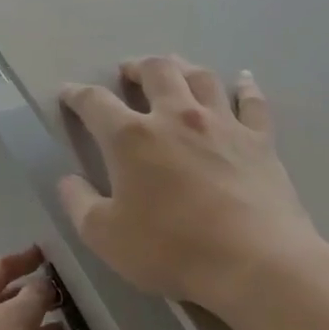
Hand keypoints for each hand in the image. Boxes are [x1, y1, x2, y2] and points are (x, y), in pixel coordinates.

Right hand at [58, 56, 323, 307]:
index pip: (95, 103)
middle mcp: (176, 117)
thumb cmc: (171, 249)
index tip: (69, 93)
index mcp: (131, 138)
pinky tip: (243, 80)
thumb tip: (68, 180)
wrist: (255, 263)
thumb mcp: (104, 235)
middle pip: (156, 71)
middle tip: (127, 72)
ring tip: (174, 69)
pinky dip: (245, 87)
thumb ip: (78, 203)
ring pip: (201, 77)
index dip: (77, 94)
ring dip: (182, 67)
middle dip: (136, 67)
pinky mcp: (260, 141)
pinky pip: (252, 102)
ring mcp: (223, 125)